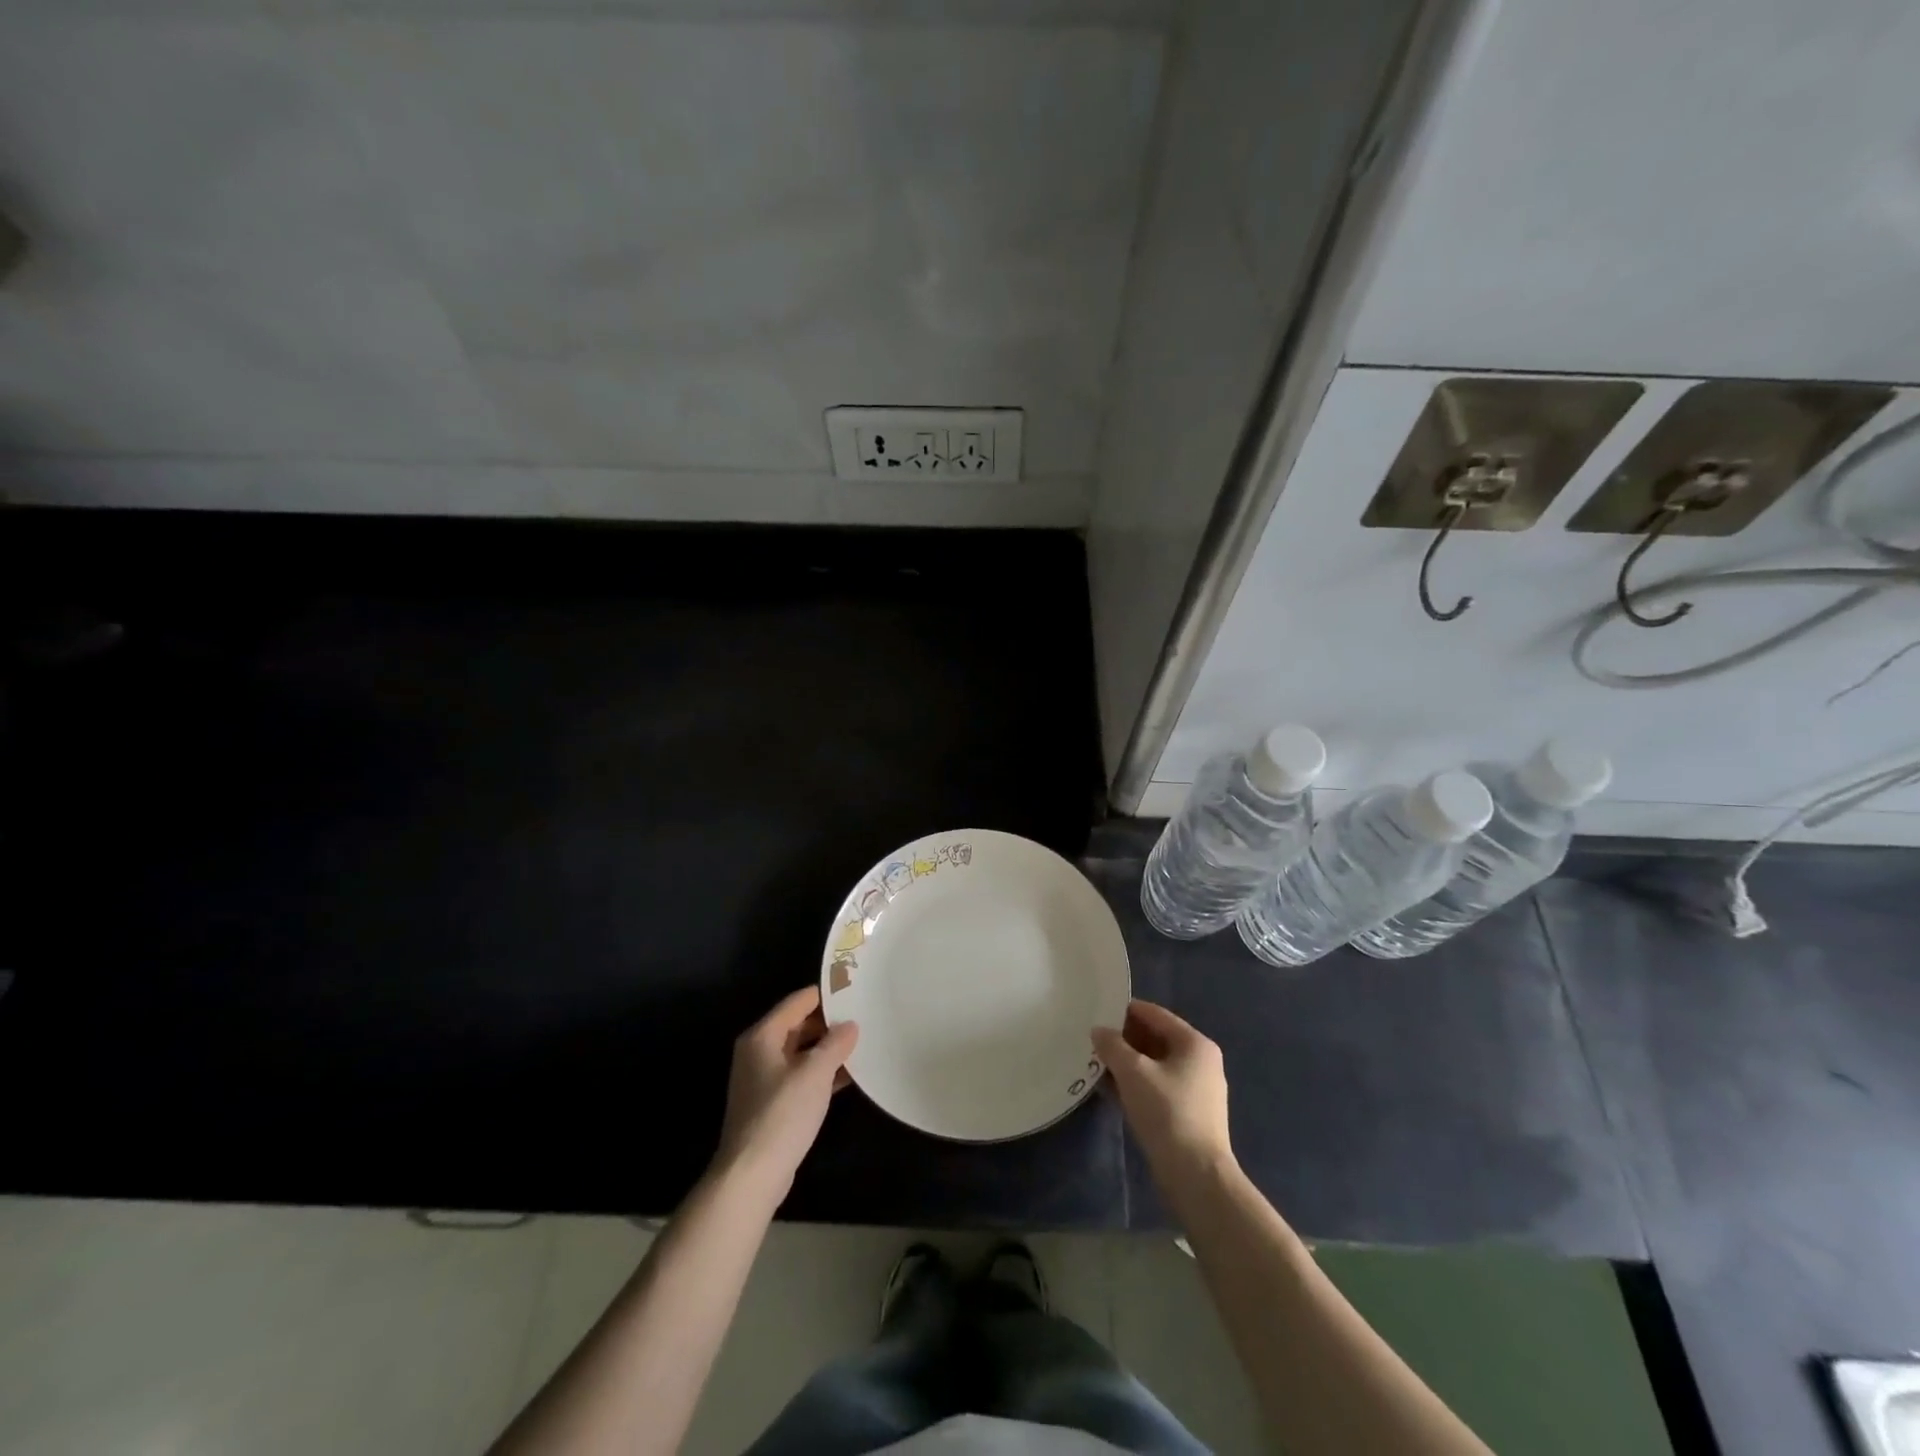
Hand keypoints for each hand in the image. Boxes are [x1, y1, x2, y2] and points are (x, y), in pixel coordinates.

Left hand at [714, 987, 857, 1198]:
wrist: (751, 1176)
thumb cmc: (782, 1115)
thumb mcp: (815, 1073)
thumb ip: (835, 1043)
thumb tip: (850, 1025)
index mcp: (763, 1036)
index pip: (798, 1001)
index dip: (826, 994)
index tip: (855, 990)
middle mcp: (759, 1052)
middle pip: (798, 1025)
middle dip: (829, 1023)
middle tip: (864, 1017)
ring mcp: (764, 1079)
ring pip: (801, 1052)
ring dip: (828, 1049)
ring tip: (862, 1043)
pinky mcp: (772, 1103)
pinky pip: (801, 1076)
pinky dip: (822, 1073)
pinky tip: (850, 1075)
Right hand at [1093, 1000, 1234, 1191]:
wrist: (1197, 1176)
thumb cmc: (1167, 1112)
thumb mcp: (1133, 1072)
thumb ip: (1113, 1046)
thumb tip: (1099, 1031)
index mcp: (1194, 1043)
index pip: (1154, 1014)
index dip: (1124, 1011)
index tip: (1096, 1013)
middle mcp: (1200, 1061)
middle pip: (1155, 1038)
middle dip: (1124, 1040)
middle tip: (1093, 1042)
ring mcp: (1197, 1089)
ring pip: (1155, 1065)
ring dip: (1127, 1064)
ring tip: (1097, 1065)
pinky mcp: (1189, 1114)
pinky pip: (1157, 1087)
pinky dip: (1136, 1085)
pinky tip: (1111, 1091)